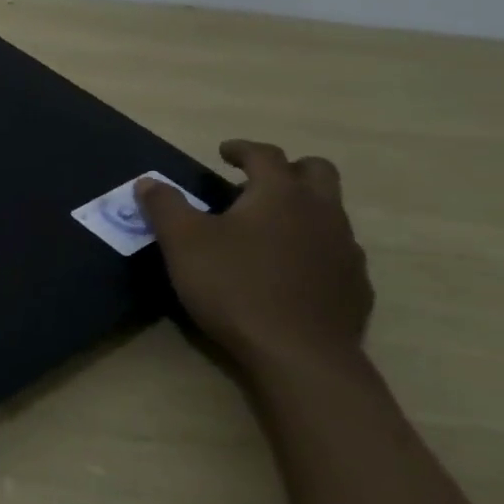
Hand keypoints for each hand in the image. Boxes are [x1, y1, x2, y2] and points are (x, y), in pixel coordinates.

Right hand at [135, 140, 372, 369]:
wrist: (298, 354)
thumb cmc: (234, 286)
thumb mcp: (182, 243)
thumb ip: (164, 206)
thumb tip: (149, 181)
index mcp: (280, 194)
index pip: (265, 155)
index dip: (242, 149)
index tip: (224, 152)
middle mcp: (321, 212)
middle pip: (316, 172)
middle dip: (287, 169)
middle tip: (254, 183)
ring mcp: (345, 249)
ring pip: (329, 212)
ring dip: (301, 209)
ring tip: (266, 229)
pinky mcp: (354, 285)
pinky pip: (335, 251)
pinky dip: (312, 247)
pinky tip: (286, 270)